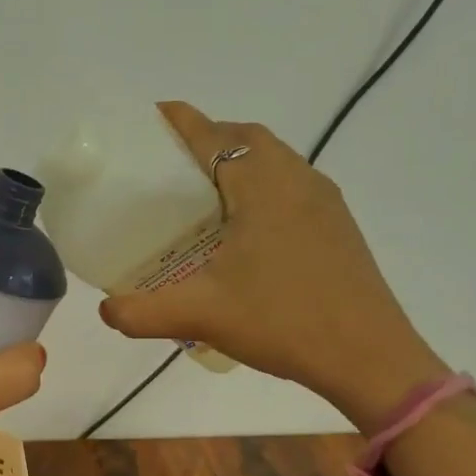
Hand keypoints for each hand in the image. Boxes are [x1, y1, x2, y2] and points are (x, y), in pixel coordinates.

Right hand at [98, 102, 448, 429]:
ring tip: (199, 192)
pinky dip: (259, 184)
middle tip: (167, 164)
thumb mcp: (201, 315)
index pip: (212, 135)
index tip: (150, 117)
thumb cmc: (284, 321)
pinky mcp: (336, 224)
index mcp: (261, 185)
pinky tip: (240, 227)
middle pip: (246, 136)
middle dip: (206, 137)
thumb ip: (141, 312)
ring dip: (237, 159)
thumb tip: (104, 311)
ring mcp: (323, 201)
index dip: (179, 121)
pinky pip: (290, 183)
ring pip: (273, 159)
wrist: (371, 358)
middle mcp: (296, 179)